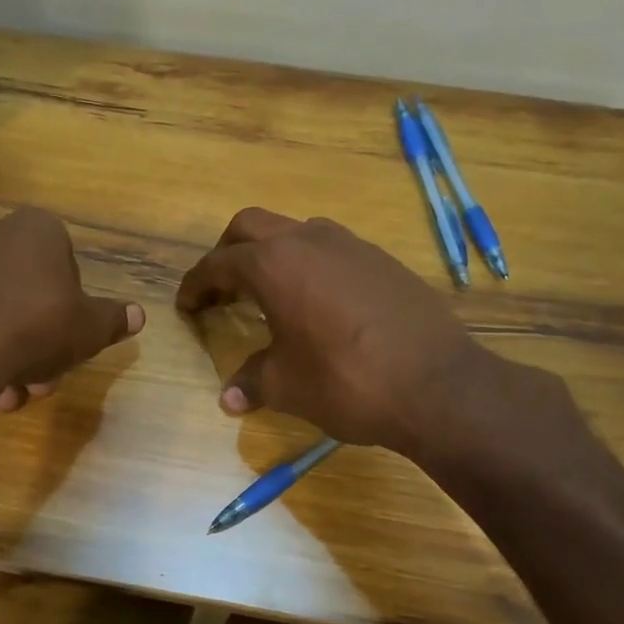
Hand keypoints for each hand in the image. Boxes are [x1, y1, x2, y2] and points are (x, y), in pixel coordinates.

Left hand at [0, 207, 143, 410]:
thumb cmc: (33, 328)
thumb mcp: (89, 330)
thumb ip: (112, 320)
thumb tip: (138, 314)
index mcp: (35, 230)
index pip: (63, 263)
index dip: (68, 307)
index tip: (66, 343)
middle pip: (20, 289)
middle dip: (33, 339)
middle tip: (37, 380)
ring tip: (2, 395)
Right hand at [176, 209, 586, 462]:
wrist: (438, 385)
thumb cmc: (347, 382)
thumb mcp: (288, 387)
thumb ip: (252, 382)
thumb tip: (229, 397)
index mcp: (274, 265)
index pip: (218, 264)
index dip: (195, 284)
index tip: (185, 304)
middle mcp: (308, 241)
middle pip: (251, 226)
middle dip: (228, 252)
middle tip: (221, 288)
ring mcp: (351, 245)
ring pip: (295, 231)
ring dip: (272, 253)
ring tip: (269, 292)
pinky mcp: (382, 259)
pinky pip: (331, 248)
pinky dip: (309, 264)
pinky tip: (318, 302)